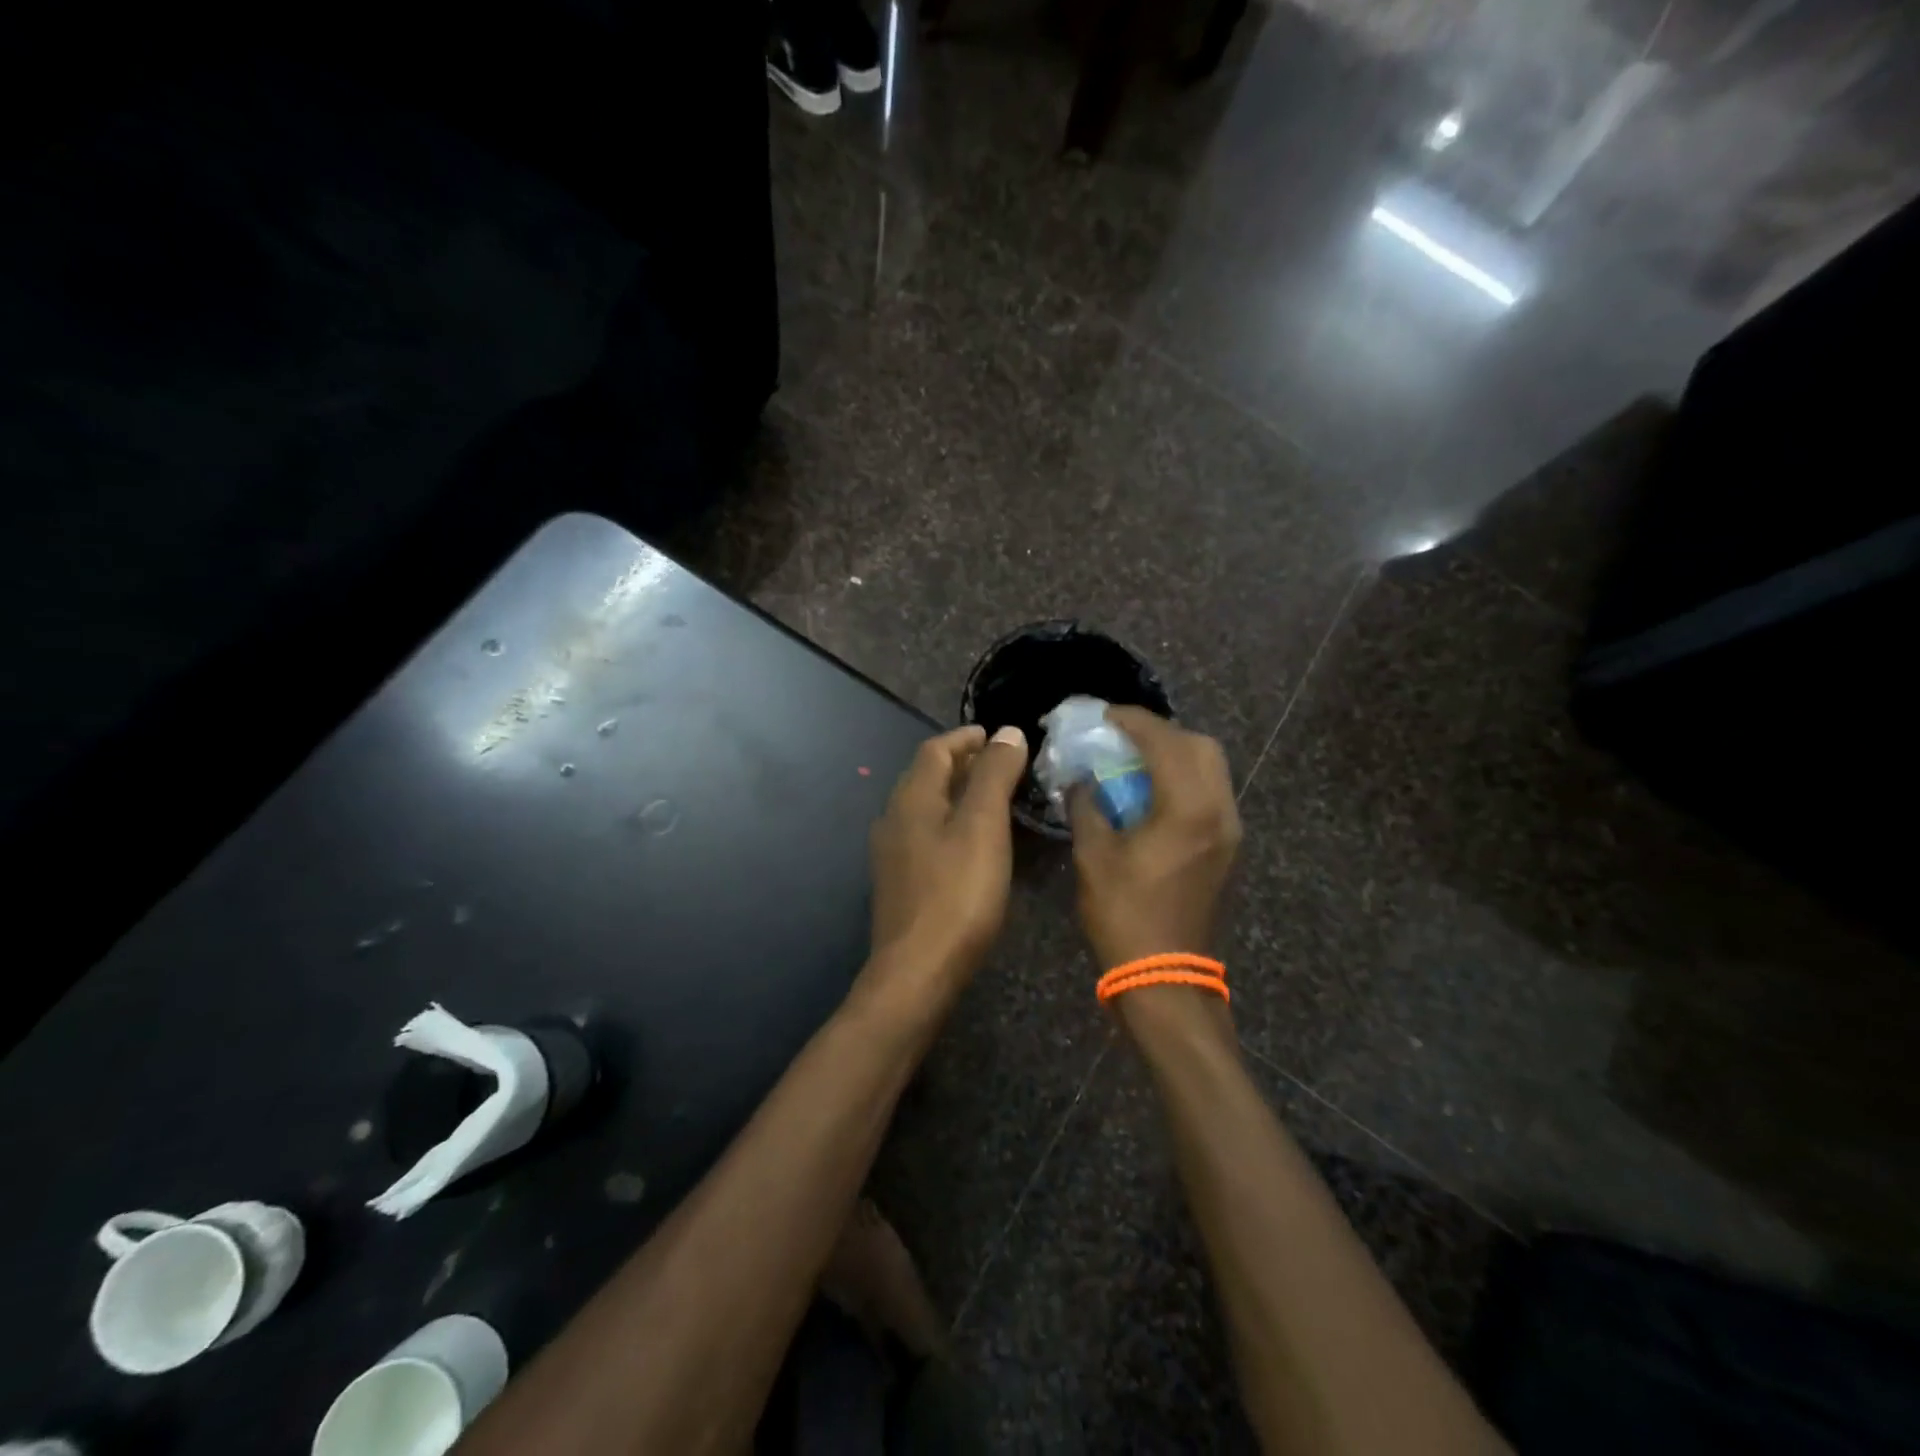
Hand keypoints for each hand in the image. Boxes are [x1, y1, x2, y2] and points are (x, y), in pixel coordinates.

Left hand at [869, 724, 1029, 988]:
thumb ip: (994, 775)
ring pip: (926, 807)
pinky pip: (926, 834)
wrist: (918, 971)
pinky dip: (951, 822)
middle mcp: (894, 818)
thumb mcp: (983, 826)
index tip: (997, 735)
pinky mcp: (899, 882)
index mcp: (912, 798)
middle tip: (1002, 764)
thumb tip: (1007, 732)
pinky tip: (973, 842)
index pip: (935, 749)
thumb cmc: (957, 893)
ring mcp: (892, 853)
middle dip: (963, 763)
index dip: (966, 737)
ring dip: (957, 793)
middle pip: (927, 776)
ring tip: (993, 798)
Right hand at [1070, 706, 1240, 972]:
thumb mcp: (1092, 855)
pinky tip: (1152, 791)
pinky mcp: (1228, 847)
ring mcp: (1229, 830)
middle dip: (1161, 732)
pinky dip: (1185, 778)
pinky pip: (1211, 792)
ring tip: (1136, 759)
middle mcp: (1219, 810)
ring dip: (1176, 753)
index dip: (1132, 720)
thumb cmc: (1124, 914)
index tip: (1104, 715)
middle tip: (1123, 737)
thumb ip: (1086, 805)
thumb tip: (1080, 778)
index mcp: (1187, 808)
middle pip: (1200, 745)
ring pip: (1211, 768)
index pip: (1164, 741)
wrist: (1165, 976)